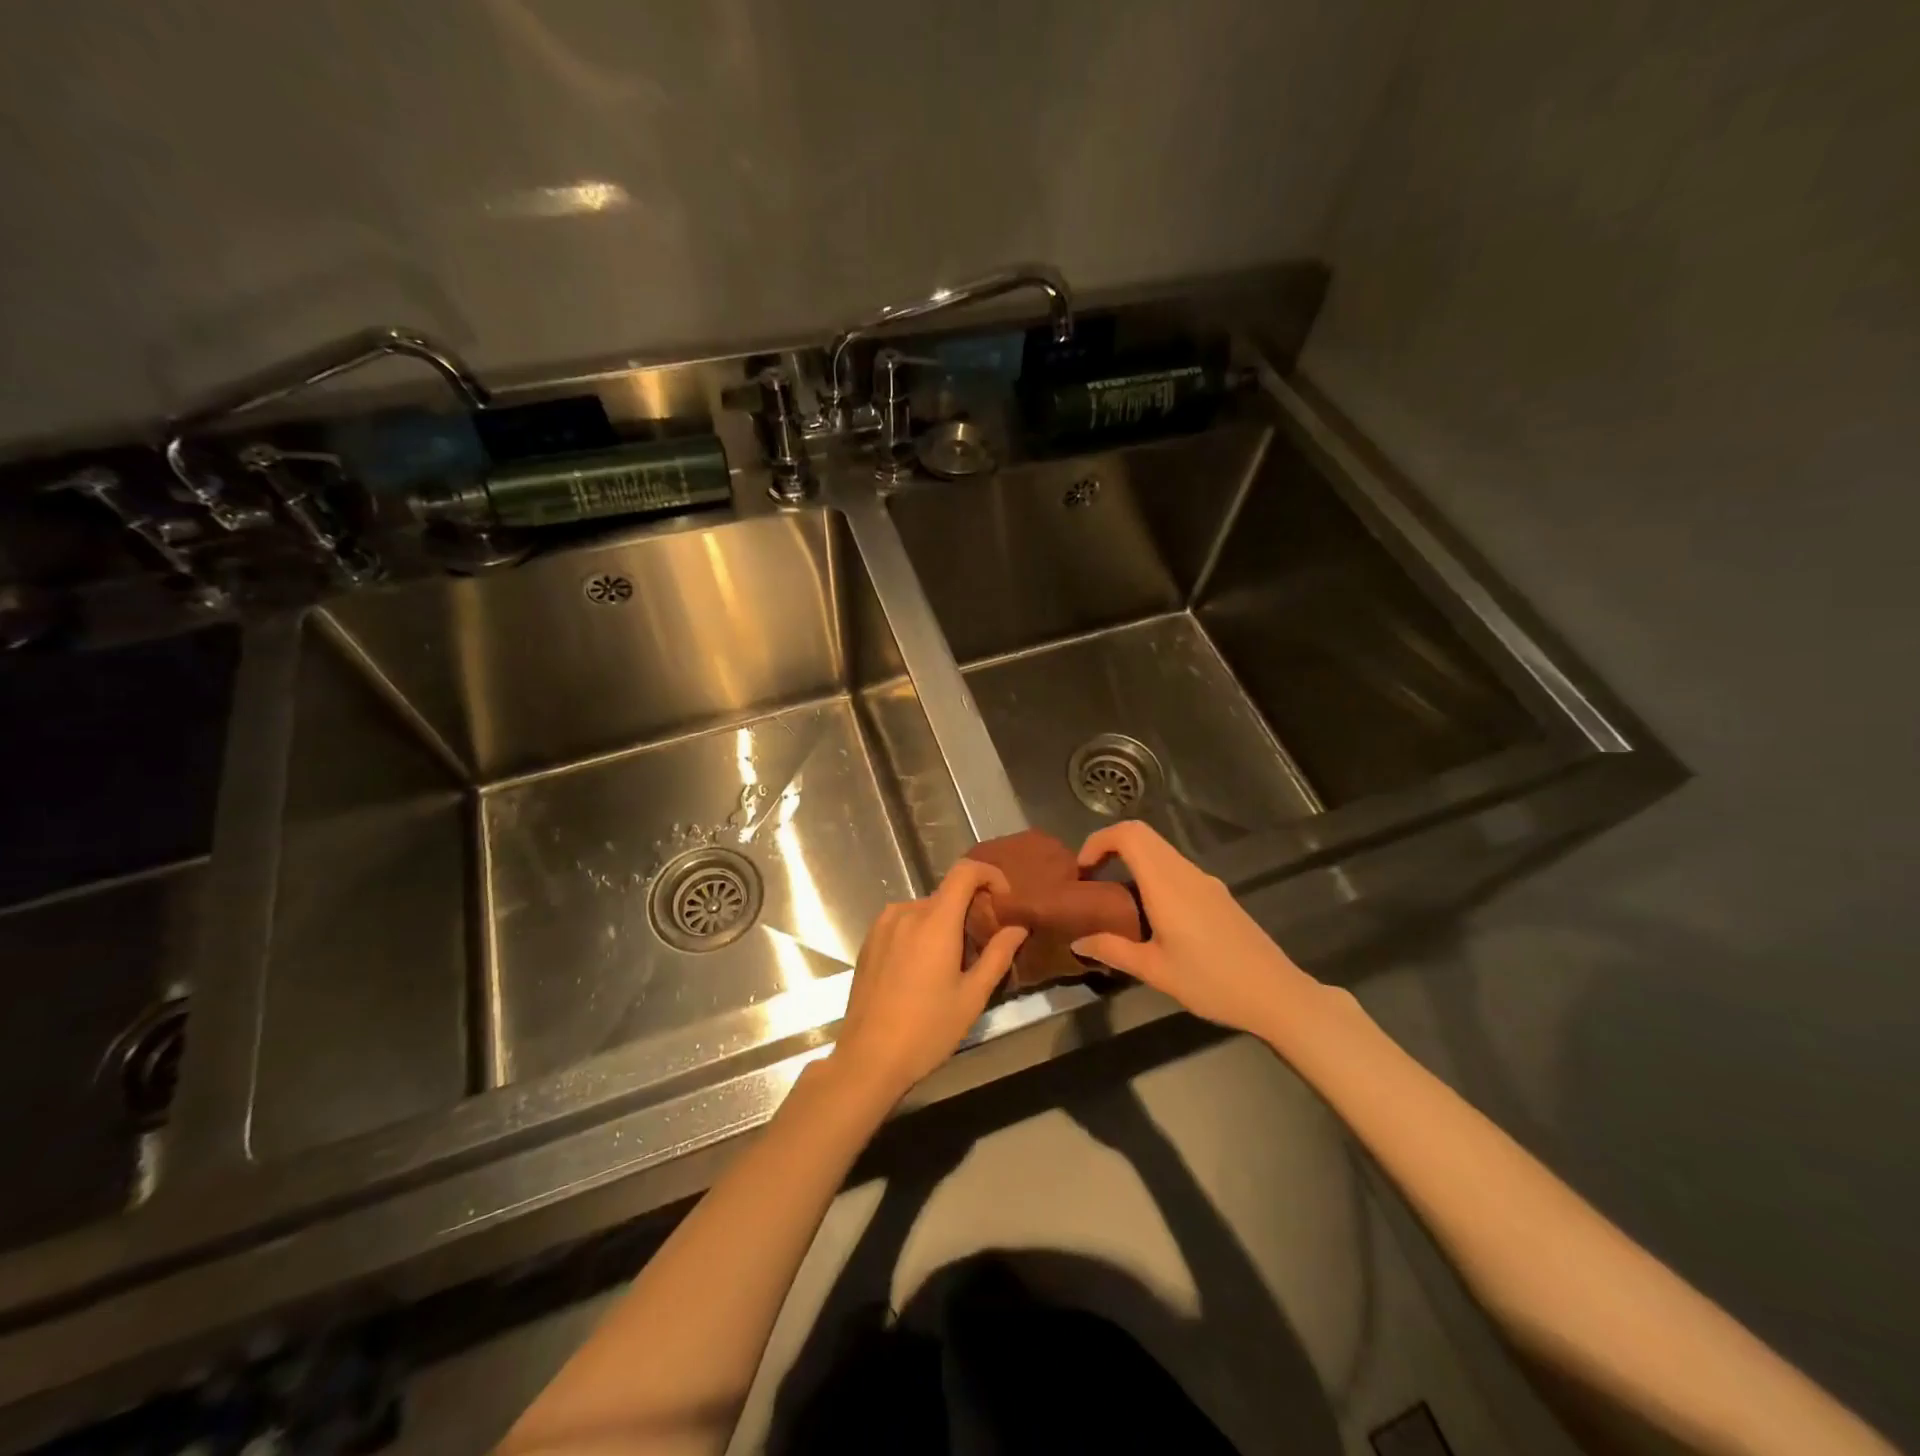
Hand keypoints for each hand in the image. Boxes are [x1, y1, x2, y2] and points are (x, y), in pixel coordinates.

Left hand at [832, 861, 1029, 1105]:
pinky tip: (923, 970)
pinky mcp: (869, 941)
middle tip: (984, 943)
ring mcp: (883, 925)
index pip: (965, 871)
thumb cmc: (927, 1029)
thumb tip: (1018, 926)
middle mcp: (906, 912)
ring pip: (925, 910)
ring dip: (944, 924)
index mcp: (935, 921)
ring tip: (953, 962)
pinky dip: (921, 933)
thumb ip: (998, 955)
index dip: (989, 875)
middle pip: (947, 894)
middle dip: (970, 910)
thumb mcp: (972, 997)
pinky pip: (904, 923)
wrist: (868, 1058)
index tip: (1004, 899)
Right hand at [1070, 820, 1318, 1036]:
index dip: (1098, 841)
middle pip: (1142, 835)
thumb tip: (1077, 942)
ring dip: (1131, 862)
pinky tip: (1149, 916)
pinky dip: (1151, 875)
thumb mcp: (1155, 972)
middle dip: (1109, 848)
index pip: (1128, 835)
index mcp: (1167, 884)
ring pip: (1159, 852)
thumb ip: (1113, 950)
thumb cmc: (1212, 982)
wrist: (1277, 995)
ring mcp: (1204, 882)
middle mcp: (1185, 873)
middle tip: (1091, 882)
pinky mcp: (1216, 894)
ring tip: (1114, 902)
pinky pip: (1175, 869)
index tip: (1082, 872)